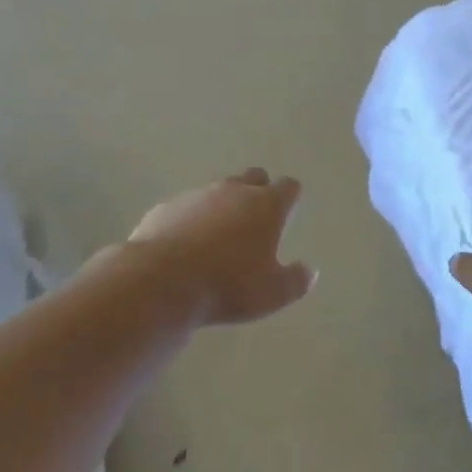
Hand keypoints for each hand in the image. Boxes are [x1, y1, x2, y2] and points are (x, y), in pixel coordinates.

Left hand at [128, 168, 314, 326]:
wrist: (161, 280)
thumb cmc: (228, 285)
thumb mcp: (273, 293)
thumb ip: (296, 280)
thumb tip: (310, 270)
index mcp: (266, 205)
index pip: (288, 186)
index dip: (290, 196)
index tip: (290, 208)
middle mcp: (233, 191)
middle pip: (253, 177)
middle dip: (259, 190)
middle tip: (258, 216)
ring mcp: (197, 195)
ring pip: (218, 190)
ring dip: (223, 205)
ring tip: (220, 235)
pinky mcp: (167, 207)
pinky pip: (187, 207)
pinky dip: (192, 219)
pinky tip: (187, 244)